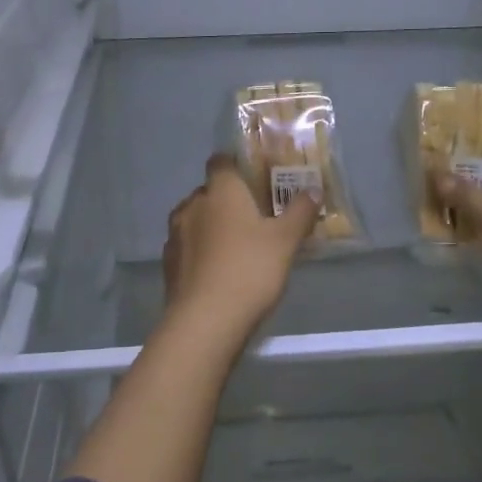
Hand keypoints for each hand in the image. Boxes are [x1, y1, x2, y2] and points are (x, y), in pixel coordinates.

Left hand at [163, 155, 318, 331]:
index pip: (220, 161)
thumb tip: (313, 188)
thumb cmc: (250, 269)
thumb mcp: (286, 241)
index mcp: (220, 190)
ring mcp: (175, 234)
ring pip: (195, 218)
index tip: (253, 177)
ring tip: (236, 245)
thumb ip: (300, 212)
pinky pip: (187, 245)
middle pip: (209, 191)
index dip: (235, 164)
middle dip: (228, 199)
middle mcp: (192, 204)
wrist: (206, 320)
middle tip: (254, 216)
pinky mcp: (168, 262)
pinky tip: (218, 269)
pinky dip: (200, 250)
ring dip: (212, 225)